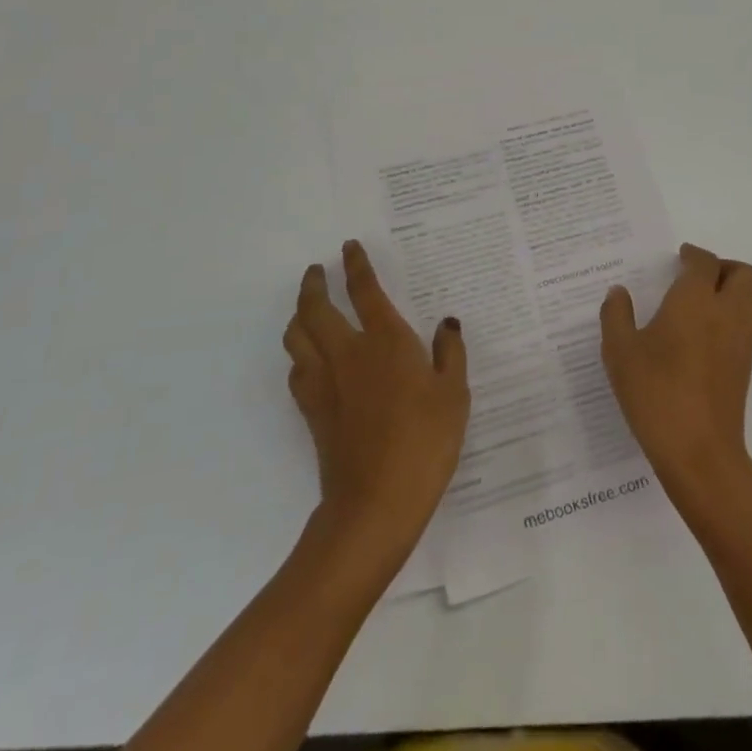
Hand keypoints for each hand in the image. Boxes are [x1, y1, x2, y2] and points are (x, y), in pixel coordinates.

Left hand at [284, 240, 468, 553]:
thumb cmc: (425, 442)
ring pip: (298, 336)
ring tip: (307, 307)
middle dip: (314, 284)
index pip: (365, 290)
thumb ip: (450, 354)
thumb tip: (446, 325)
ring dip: (300, 314)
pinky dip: (299, 353)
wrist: (376, 503)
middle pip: (317, 308)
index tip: (349, 247)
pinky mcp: (313, 411)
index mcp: (386, 341)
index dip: (356, 265)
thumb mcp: (454, 395)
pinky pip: (297, 369)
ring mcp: (325, 383)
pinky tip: (309, 358)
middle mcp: (348, 353)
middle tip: (317, 271)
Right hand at [601, 243, 751, 499]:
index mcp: (695, 300)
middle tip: (696, 276)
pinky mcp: (746, 365)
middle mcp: (726, 312)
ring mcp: (742, 339)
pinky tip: (707, 334)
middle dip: (722, 267)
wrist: (699, 450)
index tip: (678, 258)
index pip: (705, 262)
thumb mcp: (620, 352)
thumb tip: (618, 292)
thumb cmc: (655, 393)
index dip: (693, 255)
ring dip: (736, 290)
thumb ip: (616, 316)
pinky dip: (737, 315)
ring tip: (706, 301)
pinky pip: (750, 324)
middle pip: (742, 273)